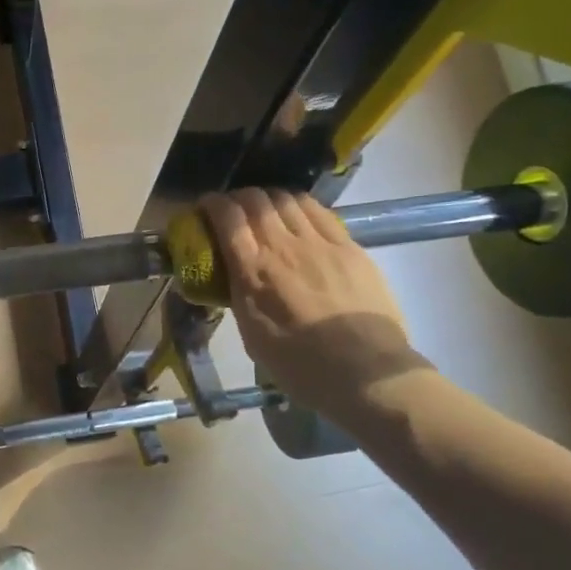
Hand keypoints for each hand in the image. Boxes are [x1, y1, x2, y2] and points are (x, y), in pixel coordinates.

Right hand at [199, 189, 425, 414]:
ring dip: (269, 198)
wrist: (365, 372)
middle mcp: (283, 247)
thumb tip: (233, 276)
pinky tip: (298, 215)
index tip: (205, 206)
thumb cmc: (301, 365)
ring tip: (266, 209)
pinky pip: (319, 211)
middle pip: (256, 200)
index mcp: (253, 273)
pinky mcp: (349, 246)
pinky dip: (300, 205)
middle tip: (234, 209)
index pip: (227, 218)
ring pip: (287, 199)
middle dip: (238, 197)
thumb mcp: (252, 335)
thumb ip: (239, 297)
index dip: (212, 204)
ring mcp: (320, 243)